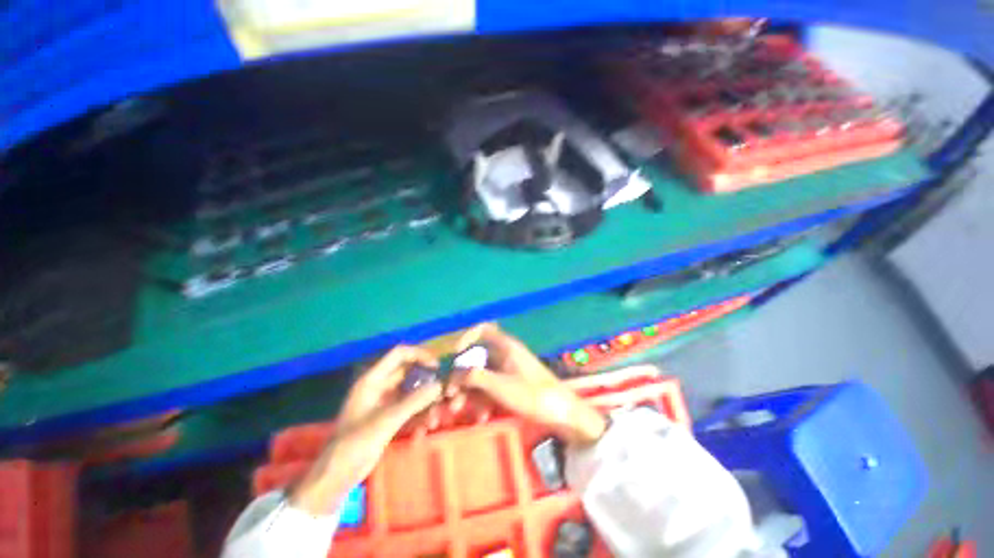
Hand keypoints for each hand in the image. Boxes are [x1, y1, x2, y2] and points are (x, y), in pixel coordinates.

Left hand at [289, 346, 441, 513]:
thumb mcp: (387, 420)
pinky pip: (410, 408)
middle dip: (427, 382)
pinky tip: (424, 430)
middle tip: (444, 392)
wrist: (337, 476)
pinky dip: (419, 415)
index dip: (420, 355)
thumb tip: (440, 385)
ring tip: (434, 420)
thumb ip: (414, 401)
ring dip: (425, 403)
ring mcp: (385, 402)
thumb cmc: (356, 444)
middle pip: (409, 373)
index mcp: (373, 379)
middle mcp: (380, 386)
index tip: (437, 366)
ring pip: (412, 392)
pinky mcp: (389, 417)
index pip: (400, 354)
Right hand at [451, 324, 606, 445]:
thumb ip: (474, 376)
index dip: (467, 337)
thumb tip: (454, 373)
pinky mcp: (512, 385)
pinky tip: (481, 417)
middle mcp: (505, 354)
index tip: (455, 354)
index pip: (483, 329)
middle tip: (451, 396)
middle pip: (477, 358)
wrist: (561, 413)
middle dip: (462, 378)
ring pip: (482, 376)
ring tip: (460, 411)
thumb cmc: (532, 394)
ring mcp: (509, 370)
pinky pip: (491, 388)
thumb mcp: (500, 386)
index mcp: (505, 346)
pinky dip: (483, 400)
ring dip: (470, 393)